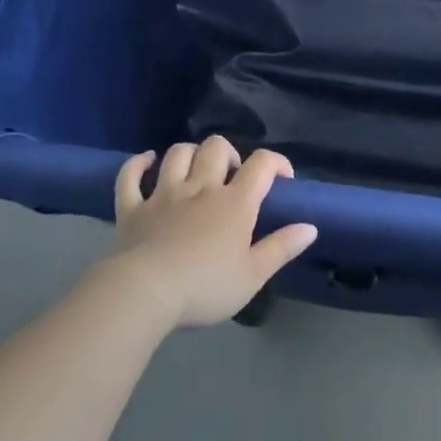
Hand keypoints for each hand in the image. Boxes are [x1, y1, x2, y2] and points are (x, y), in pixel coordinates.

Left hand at [104, 136, 317, 329]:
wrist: (145, 293)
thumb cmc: (205, 287)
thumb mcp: (253, 276)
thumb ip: (282, 248)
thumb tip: (310, 227)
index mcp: (234, 203)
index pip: (261, 164)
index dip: (276, 162)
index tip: (282, 179)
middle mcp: (200, 187)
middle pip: (216, 147)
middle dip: (228, 154)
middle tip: (232, 177)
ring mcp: (163, 194)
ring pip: (178, 154)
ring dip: (190, 154)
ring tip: (196, 170)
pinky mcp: (132, 208)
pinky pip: (130, 176)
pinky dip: (137, 164)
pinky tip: (146, 161)